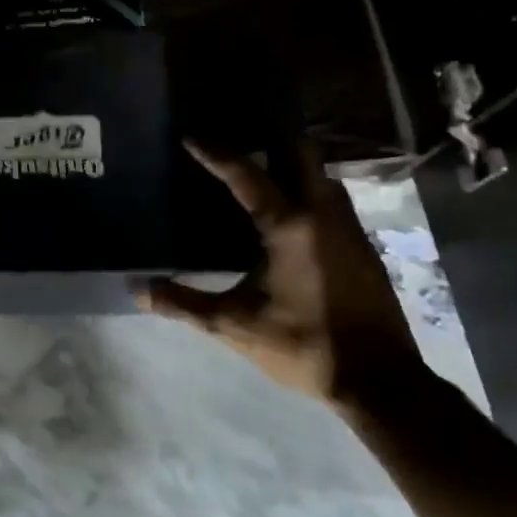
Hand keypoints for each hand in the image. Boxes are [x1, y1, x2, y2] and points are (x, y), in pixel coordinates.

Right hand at [141, 141, 423, 403]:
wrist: (380, 381)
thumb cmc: (303, 346)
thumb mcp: (234, 326)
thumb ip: (183, 303)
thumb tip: (136, 287)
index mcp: (289, 227)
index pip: (246, 175)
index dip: (216, 153)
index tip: (190, 135)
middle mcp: (323, 214)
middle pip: (300, 153)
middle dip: (270, 138)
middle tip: (238, 138)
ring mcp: (349, 228)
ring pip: (321, 174)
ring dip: (294, 164)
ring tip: (263, 168)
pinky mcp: (363, 246)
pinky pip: (333, 198)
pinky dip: (309, 189)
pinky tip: (292, 212)